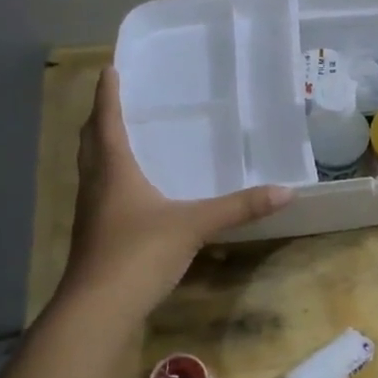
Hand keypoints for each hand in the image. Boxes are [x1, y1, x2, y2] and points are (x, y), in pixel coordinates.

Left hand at [60, 68, 291, 307]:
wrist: (98, 308)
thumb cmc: (139, 253)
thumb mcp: (194, 226)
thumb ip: (239, 207)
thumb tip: (286, 191)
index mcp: (114, 170)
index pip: (107, 121)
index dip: (108, 95)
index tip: (110, 69)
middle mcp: (96, 185)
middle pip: (91, 142)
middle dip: (100, 118)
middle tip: (114, 100)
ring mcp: (91, 213)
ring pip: (92, 168)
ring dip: (102, 148)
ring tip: (121, 138)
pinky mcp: (95, 236)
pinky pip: (101, 193)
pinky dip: (111, 179)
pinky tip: (131, 191)